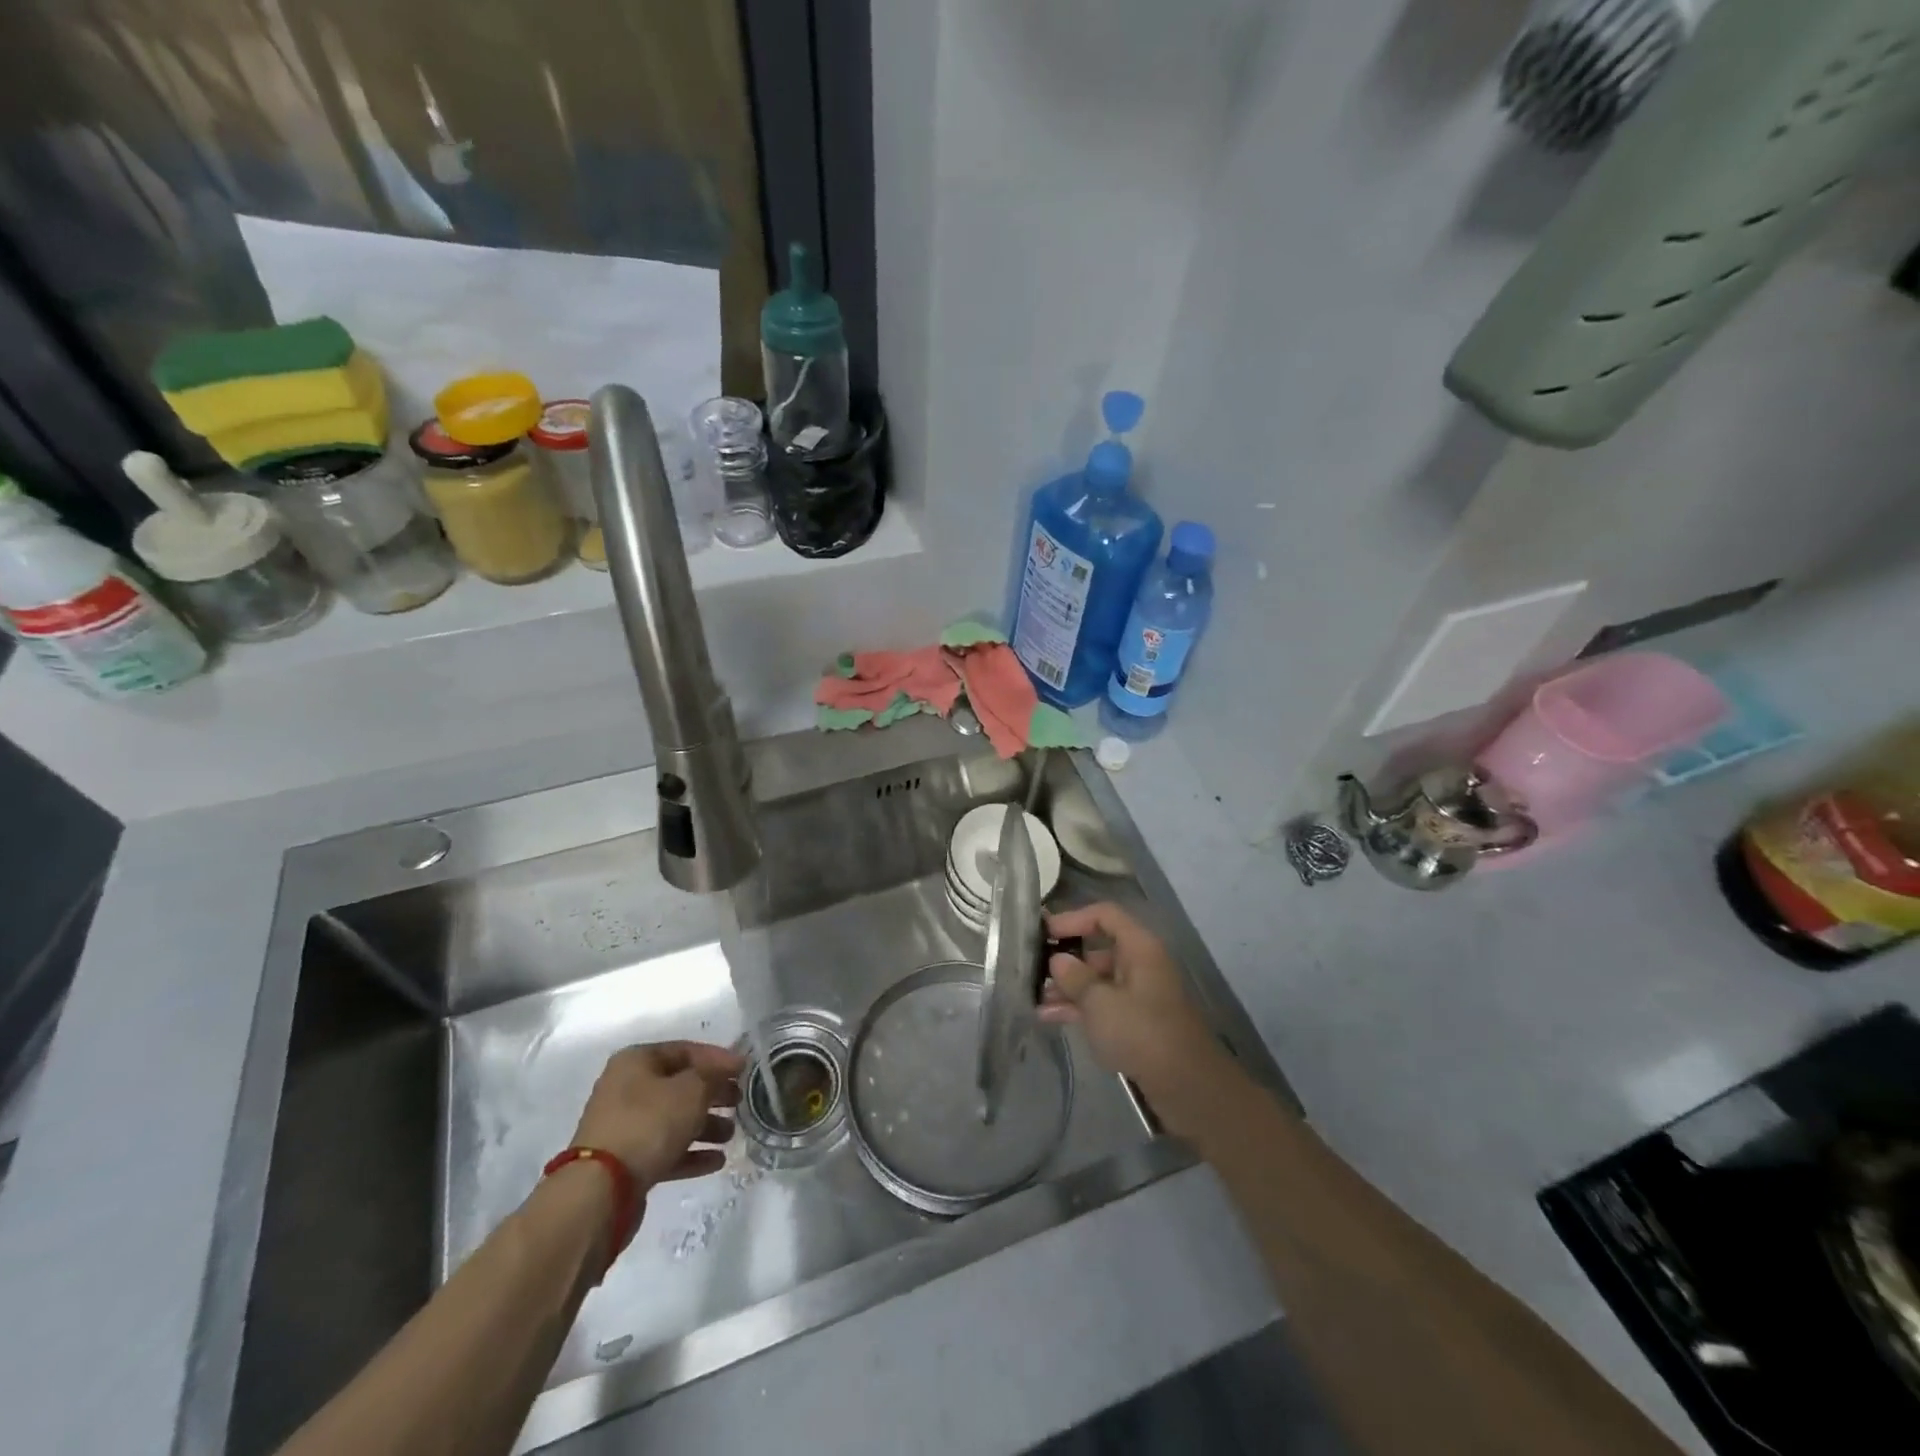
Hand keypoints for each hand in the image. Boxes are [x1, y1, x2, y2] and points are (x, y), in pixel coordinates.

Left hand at [571, 1042, 743, 1190]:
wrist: (600, 1190)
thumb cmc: (649, 1123)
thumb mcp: (691, 1089)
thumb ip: (713, 1075)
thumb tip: (727, 1068)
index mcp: (636, 1061)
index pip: (685, 1050)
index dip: (718, 1058)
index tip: (744, 1069)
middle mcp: (627, 1089)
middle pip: (680, 1085)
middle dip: (712, 1094)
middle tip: (739, 1101)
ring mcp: (624, 1127)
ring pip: (674, 1120)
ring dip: (705, 1125)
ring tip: (730, 1134)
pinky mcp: (626, 1162)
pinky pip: (665, 1149)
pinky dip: (690, 1153)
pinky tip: (716, 1160)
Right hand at [1039, 903, 1226, 1102]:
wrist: (1188, 1087)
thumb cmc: (1142, 1032)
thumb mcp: (1099, 1003)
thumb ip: (1075, 977)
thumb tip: (1058, 960)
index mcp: (1139, 948)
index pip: (1104, 915)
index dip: (1073, 918)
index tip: (1044, 933)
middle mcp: (1141, 964)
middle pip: (1099, 949)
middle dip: (1066, 959)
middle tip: (1033, 969)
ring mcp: (1140, 995)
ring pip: (1098, 980)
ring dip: (1068, 988)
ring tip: (1035, 999)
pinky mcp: (1137, 1023)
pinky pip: (1104, 1005)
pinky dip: (1080, 1009)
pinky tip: (1050, 1018)